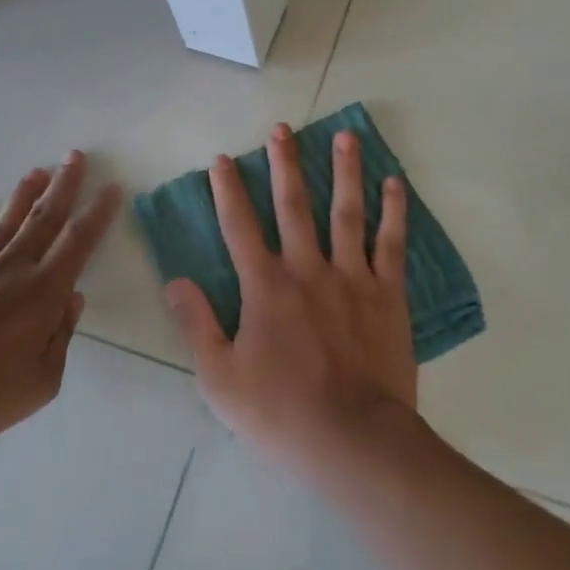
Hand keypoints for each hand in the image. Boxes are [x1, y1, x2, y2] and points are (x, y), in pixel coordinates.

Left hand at [0, 152, 122, 449]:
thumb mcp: (41, 382)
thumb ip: (61, 337)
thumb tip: (72, 301)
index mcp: (42, 293)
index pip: (78, 243)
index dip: (97, 215)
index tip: (111, 189)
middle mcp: (10, 272)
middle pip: (43, 221)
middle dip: (63, 187)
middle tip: (75, 156)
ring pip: (4, 227)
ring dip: (22, 198)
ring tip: (36, 171)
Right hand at [165, 123, 416, 471]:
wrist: (353, 440)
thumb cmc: (280, 414)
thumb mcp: (219, 379)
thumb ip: (197, 325)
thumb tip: (176, 282)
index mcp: (264, 288)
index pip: (239, 227)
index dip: (227, 191)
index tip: (222, 160)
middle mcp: (307, 270)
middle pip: (293, 206)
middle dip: (284, 165)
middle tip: (282, 129)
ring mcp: (352, 278)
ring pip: (346, 212)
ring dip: (343, 171)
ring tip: (345, 136)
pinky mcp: (388, 294)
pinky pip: (391, 243)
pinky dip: (392, 211)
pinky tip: (394, 183)